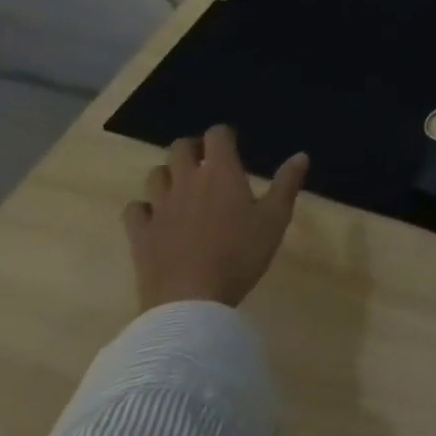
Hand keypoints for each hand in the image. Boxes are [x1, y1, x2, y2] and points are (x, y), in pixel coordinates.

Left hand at [122, 125, 309, 310]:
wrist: (191, 300)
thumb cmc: (240, 254)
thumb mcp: (275, 218)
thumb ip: (287, 183)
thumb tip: (301, 155)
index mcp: (221, 173)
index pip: (216, 135)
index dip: (224, 134)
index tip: (233, 144)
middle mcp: (187, 182)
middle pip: (179, 148)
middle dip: (192, 148)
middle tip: (206, 162)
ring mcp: (159, 208)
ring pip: (155, 175)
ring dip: (169, 174)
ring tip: (183, 187)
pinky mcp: (140, 234)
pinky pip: (134, 209)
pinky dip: (144, 207)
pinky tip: (156, 217)